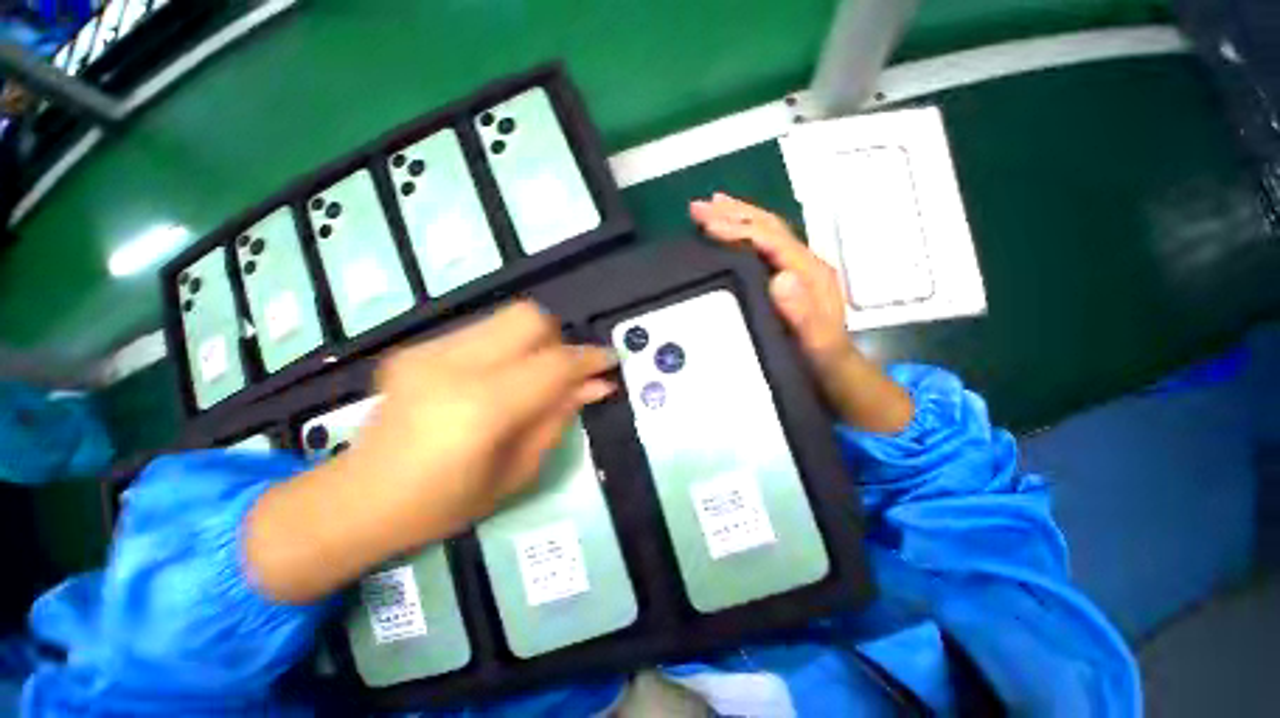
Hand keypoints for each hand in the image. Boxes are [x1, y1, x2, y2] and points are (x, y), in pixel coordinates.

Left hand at [354, 301, 615, 542]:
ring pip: (508, 318)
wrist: (357, 499)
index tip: (611, 361)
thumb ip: (559, 418)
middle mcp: (454, 366)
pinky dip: (507, 347)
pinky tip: (497, 379)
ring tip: (531, 378)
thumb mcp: (517, 471)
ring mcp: (430, 351)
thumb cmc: (444, 504)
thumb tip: (596, 385)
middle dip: (559, 340)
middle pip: (530, 318)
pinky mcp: (418, 348)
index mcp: (482, 408)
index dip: (590, 359)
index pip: (555, 364)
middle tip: (564, 373)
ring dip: (534, 342)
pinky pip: (484, 331)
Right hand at [691, 193, 912, 433]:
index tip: (706, 222)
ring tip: (711, 208)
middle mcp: (806, 264)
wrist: (839, 373)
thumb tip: (779, 276)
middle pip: (768, 227)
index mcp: (810, 274)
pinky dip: (745, 234)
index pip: (770, 238)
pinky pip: (765, 247)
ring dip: (739, 217)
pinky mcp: (791, 278)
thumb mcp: (815, 344)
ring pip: (767, 232)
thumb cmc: (823, 362)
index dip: (738, 227)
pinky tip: (732, 234)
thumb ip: (801, 314)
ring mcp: (799, 269)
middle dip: (733, 213)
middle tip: (699, 207)